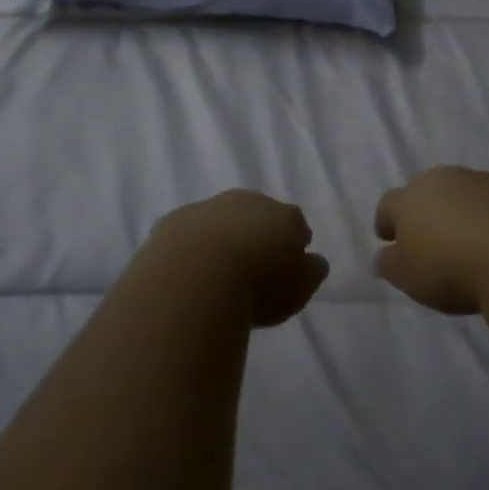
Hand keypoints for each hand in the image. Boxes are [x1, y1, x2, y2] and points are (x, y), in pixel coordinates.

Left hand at [150, 190, 329, 327]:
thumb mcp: (299, 288)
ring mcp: (209, 207)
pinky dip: (191, 247)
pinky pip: (188, 232)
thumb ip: (311, 271)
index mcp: (283, 215)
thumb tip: (313, 261)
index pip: (295, 222)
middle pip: (257, 214)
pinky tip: (188, 271)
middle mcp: (247, 201)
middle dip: (257, 233)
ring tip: (218, 272)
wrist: (197, 275)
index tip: (288, 264)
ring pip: (221, 219)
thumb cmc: (259, 285)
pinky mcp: (174, 221)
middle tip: (253, 265)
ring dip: (222, 237)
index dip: (293, 242)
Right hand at [374, 166, 488, 314]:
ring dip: (463, 210)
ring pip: (464, 191)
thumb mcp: (409, 278)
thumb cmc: (452, 268)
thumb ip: (390, 264)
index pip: (388, 204)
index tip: (388, 238)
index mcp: (410, 197)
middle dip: (426, 210)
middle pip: (426, 190)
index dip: (386, 222)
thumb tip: (383, 255)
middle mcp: (443, 178)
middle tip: (432, 238)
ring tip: (472, 241)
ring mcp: (483, 179)